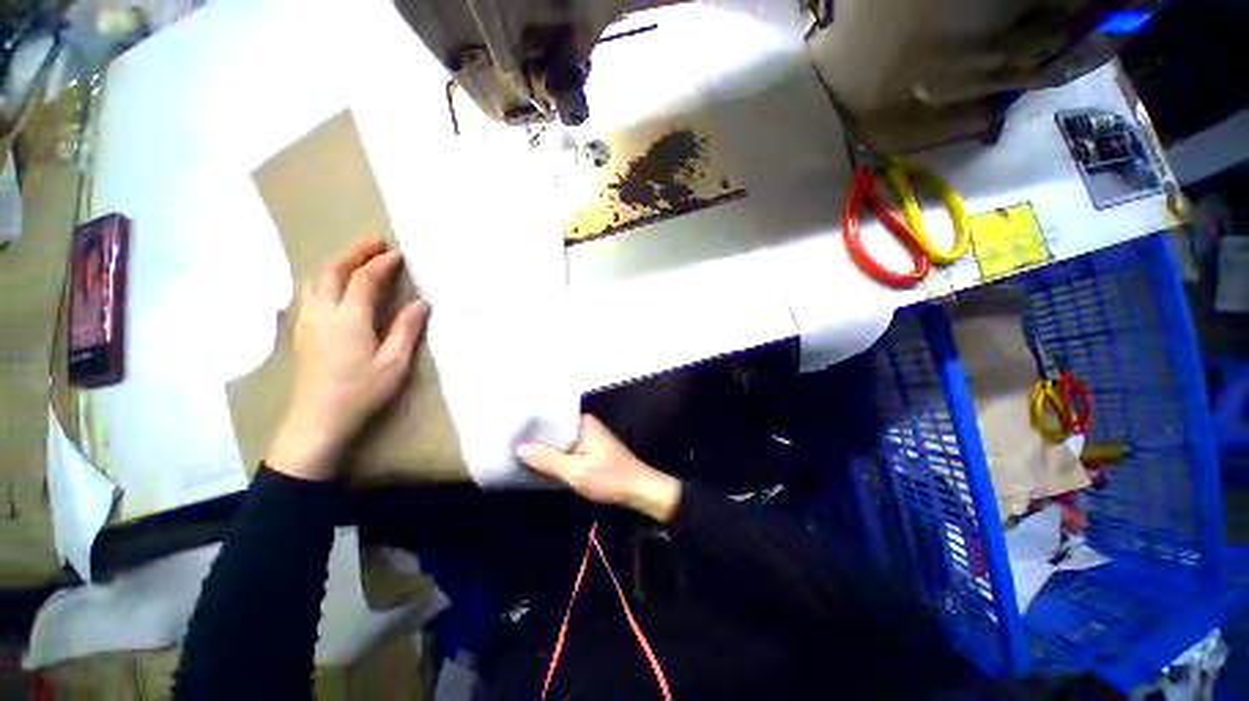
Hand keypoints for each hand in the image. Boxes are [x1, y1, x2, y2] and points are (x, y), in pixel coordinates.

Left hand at [266, 237, 428, 480]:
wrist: (317, 420)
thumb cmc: (361, 392)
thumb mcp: (394, 363)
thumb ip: (406, 329)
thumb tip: (421, 303)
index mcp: (349, 319)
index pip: (364, 279)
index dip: (381, 263)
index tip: (399, 254)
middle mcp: (323, 313)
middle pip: (333, 271)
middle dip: (355, 253)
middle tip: (375, 243)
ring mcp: (307, 321)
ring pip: (316, 280)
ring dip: (337, 263)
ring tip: (356, 259)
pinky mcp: (301, 332)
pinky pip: (310, 293)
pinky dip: (325, 279)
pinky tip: (335, 287)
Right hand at [517, 415, 681, 523]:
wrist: (639, 490)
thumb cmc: (609, 478)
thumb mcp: (576, 471)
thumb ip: (548, 460)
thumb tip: (520, 447)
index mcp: (583, 423)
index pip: (551, 418)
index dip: (531, 425)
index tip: (509, 430)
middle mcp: (585, 426)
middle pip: (554, 430)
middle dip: (535, 438)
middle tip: (507, 442)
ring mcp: (588, 438)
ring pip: (560, 441)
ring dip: (544, 448)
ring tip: (516, 452)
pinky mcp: (590, 450)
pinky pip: (567, 449)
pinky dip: (555, 456)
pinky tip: (539, 463)